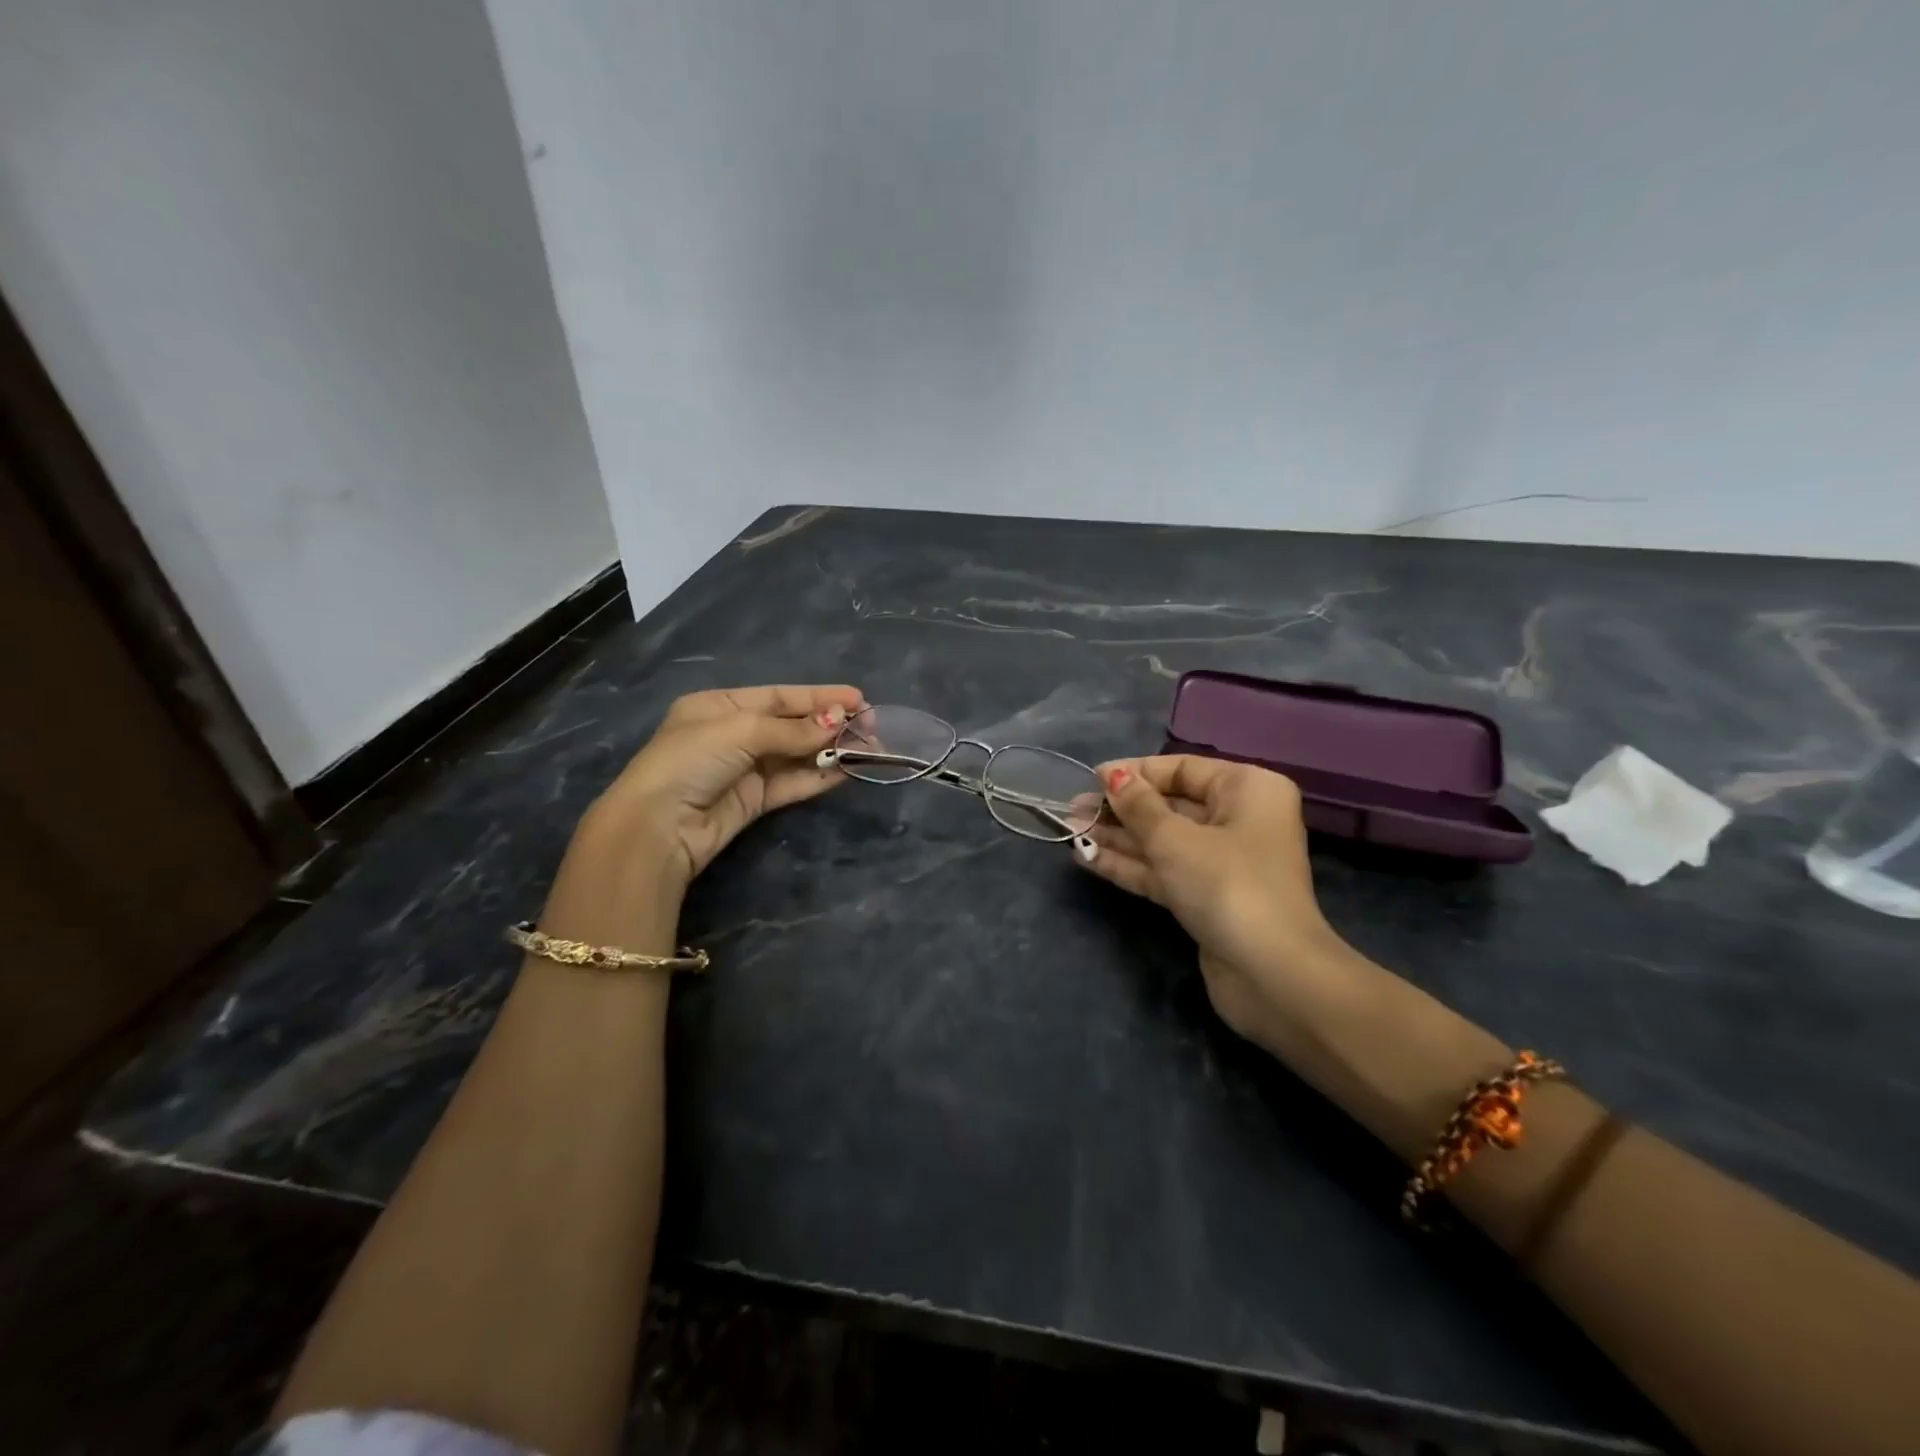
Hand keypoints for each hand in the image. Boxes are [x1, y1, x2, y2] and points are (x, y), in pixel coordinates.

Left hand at [576, 684, 865, 896]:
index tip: (858, 699)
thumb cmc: (692, 760)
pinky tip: (847, 769)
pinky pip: (793, 782)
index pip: (779, 696)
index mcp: (720, 706)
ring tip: (868, 747)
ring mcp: (744, 769)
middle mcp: (733, 734)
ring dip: (831, 750)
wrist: (659, 826)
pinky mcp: (754, 801)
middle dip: (830, 723)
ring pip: (797, 754)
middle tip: (870, 726)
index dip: (820, 696)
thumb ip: (793, 728)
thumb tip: (838, 721)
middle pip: (792, 724)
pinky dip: (819, 775)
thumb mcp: (741, 730)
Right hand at [1081, 755, 1340, 1048]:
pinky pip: (1164, 870)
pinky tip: (1087, 857)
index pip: (1182, 769)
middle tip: (1073, 809)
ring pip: (1163, 840)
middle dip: (1121, 808)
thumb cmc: (1226, 884)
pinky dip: (1130, 864)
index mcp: (1247, 789)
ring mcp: (1223, 862)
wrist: (1270, 973)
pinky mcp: (1207, 897)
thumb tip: (1111, 776)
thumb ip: (1138, 805)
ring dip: (1118, 837)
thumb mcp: (1174, 838)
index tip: (1090, 778)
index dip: (1135, 772)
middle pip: (1170, 805)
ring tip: (1071, 830)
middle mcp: (1239, 819)